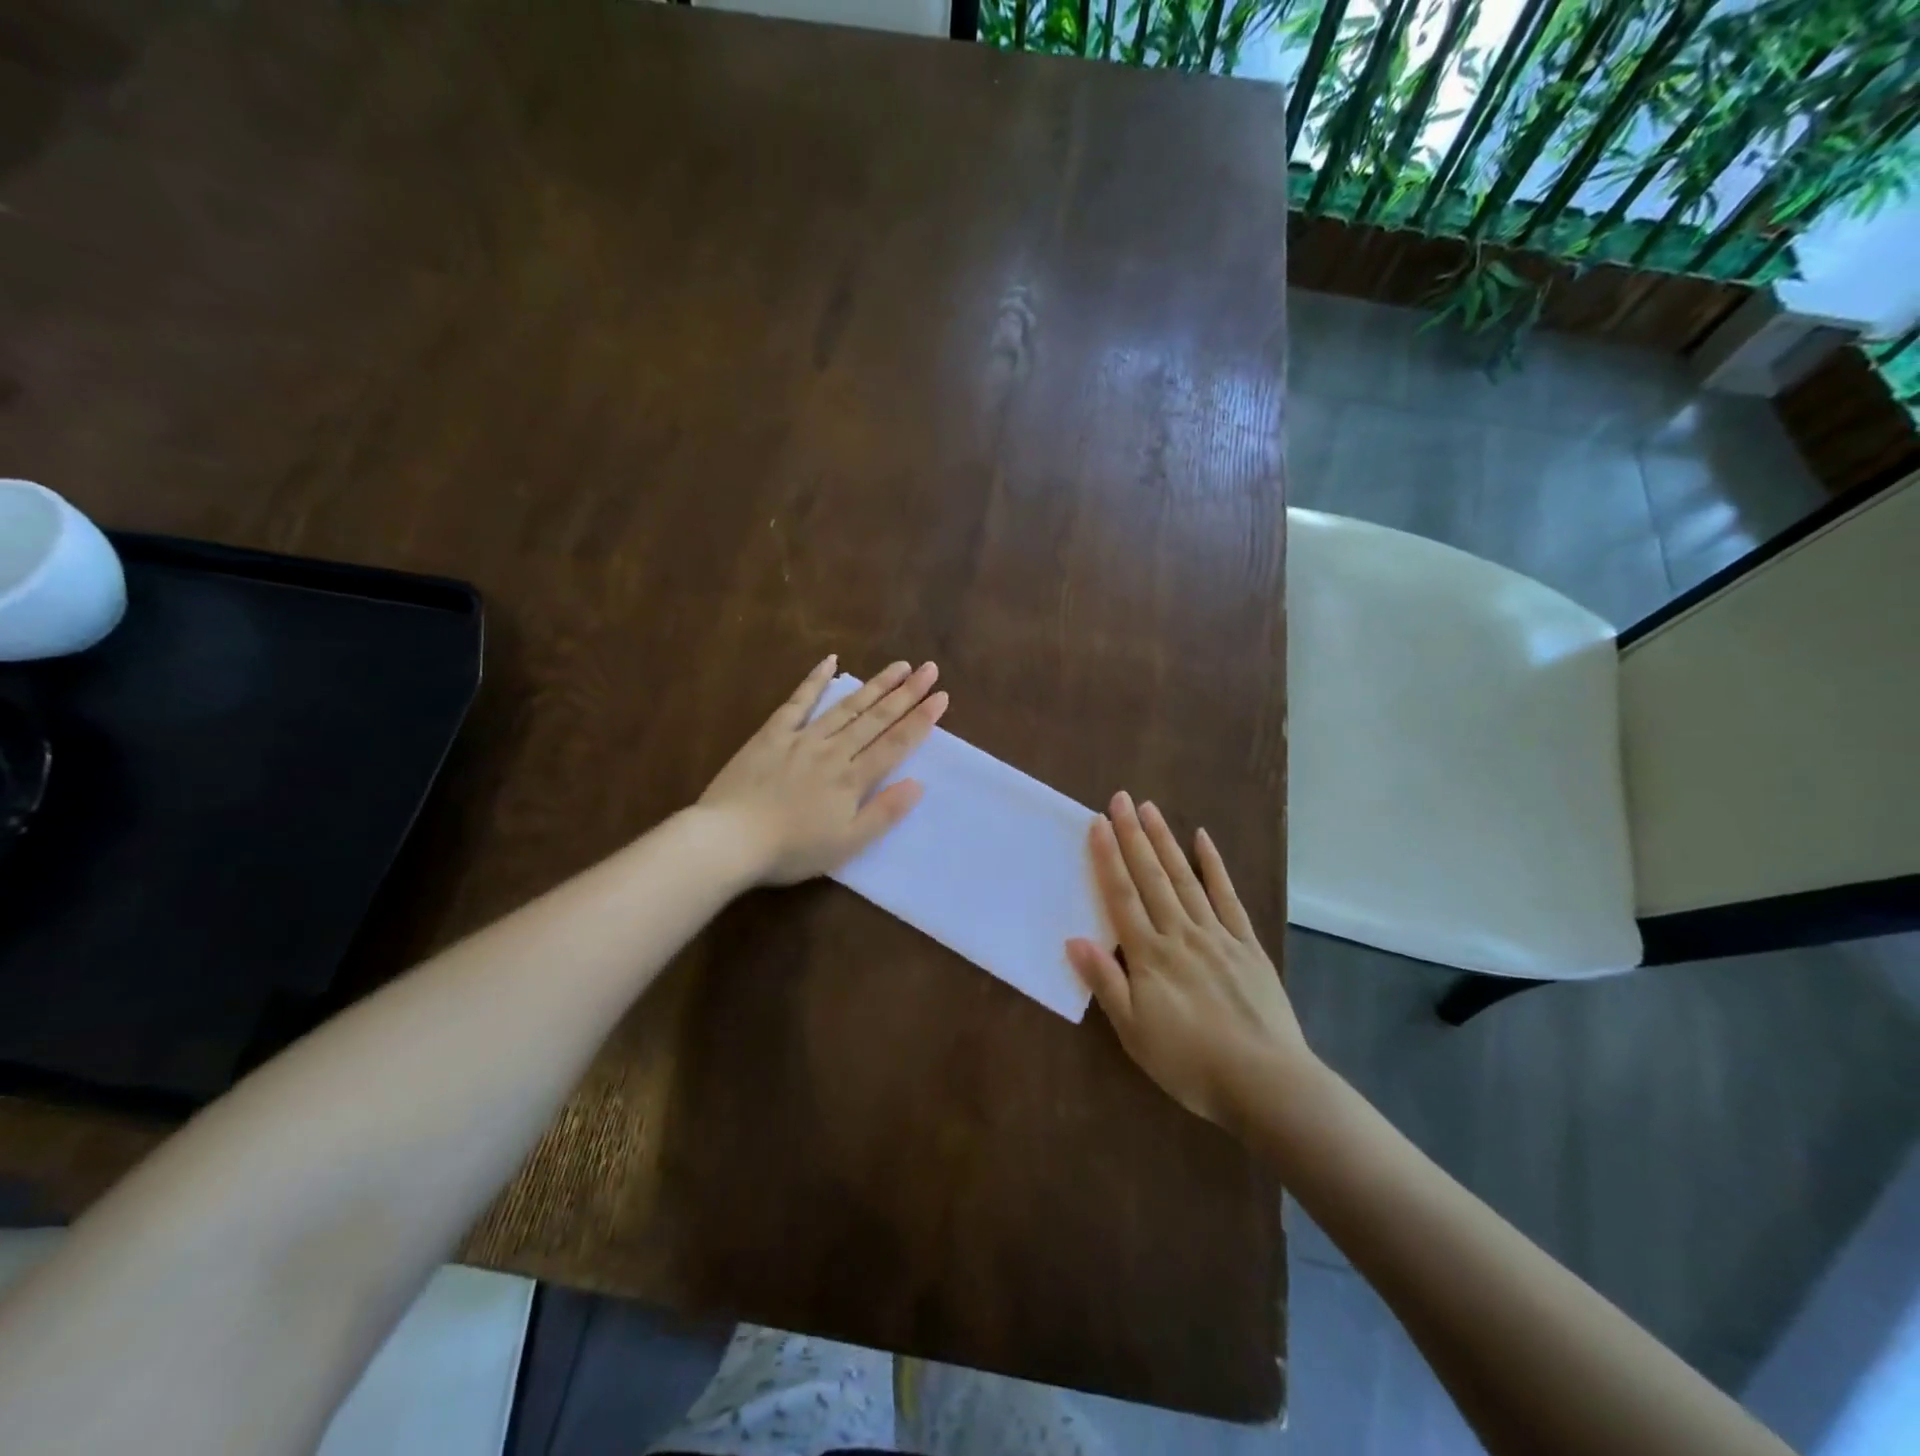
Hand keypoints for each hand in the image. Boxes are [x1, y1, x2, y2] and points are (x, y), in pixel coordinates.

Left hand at [699, 656, 947, 885]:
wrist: (730, 840)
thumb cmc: (792, 850)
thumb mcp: (846, 844)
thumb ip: (884, 813)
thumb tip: (917, 784)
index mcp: (852, 779)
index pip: (895, 744)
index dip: (920, 720)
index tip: (942, 696)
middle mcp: (833, 751)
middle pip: (875, 718)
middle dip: (906, 693)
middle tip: (930, 668)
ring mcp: (802, 738)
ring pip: (846, 706)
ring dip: (875, 684)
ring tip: (899, 666)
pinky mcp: (772, 734)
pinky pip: (798, 701)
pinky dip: (815, 680)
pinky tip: (831, 661)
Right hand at [1067, 792, 1310, 1130]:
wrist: (1266, 1083)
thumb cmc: (1190, 1063)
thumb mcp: (1135, 1033)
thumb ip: (1106, 983)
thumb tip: (1074, 939)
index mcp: (1150, 956)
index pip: (1122, 897)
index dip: (1108, 858)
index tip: (1097, 823)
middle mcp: (1180, 934)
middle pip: (1152, 877)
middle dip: (1133, 836)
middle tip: (1120, 799)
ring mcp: (1217, 935)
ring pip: (1185, 878)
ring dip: (1166, 841)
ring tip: (1150, 809)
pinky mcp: (1247, 944)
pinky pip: (1228, 897)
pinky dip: (1215, 866)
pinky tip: (1203, 839)